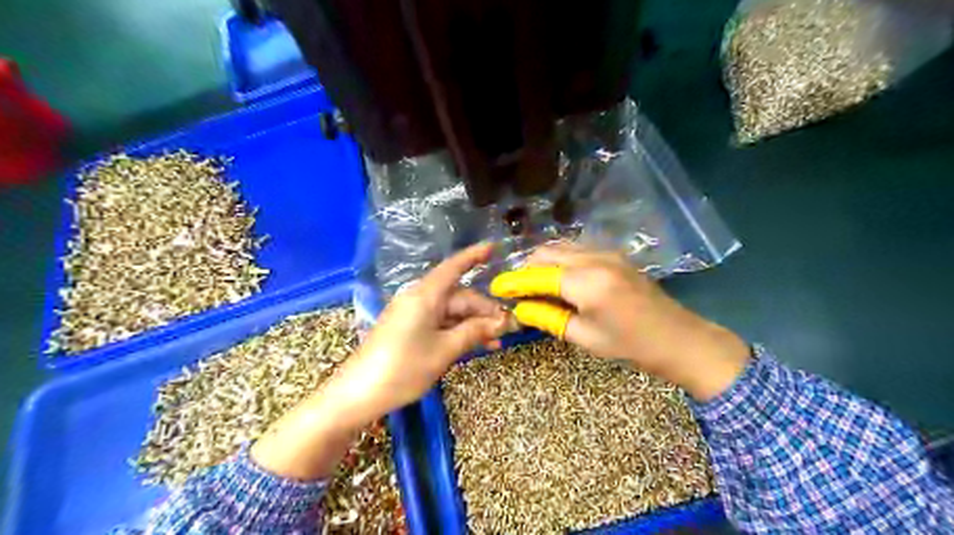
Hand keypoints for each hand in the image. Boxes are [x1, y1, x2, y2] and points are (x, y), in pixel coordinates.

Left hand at [336, 243, 514, 416]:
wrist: (358, 394)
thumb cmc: (403, 368)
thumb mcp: (444, 351)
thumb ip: (474, 332)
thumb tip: (501, 322)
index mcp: (425, 296)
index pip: (454, 268)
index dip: (474, 256)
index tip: (494, 247)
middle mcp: (419, 299)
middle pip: (458, 297)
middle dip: (483, 310)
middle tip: (508, 328)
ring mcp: (412, 315)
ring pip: (451, 313)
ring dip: (473, 325)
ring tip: (496, 342)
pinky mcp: (409, 330)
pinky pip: (440, 324)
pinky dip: (458, 332)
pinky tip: (475, 345)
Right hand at [491, 242, 752, 401]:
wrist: (678, 337)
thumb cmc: (630, 345)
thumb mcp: (584, 337)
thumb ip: (548, 318)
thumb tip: (520, 309)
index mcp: (586, 283)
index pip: (538, 276)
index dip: (514, 282)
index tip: (496, 288)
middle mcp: (594, 259)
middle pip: (546, 253)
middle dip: (526, 268)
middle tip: (516, 289)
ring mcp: (607, 253)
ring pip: (561, 248)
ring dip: (543, 262)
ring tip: (534, 285)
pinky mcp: (615, 255)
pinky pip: (577, 249)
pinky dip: (560, 260)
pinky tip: (559, 278)